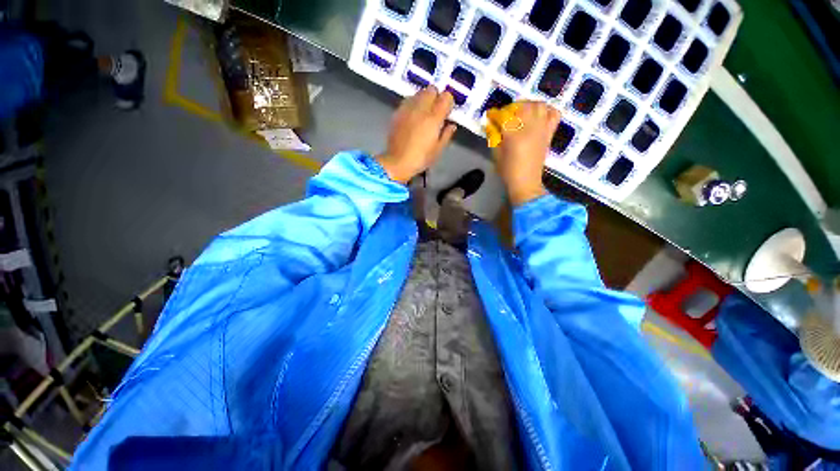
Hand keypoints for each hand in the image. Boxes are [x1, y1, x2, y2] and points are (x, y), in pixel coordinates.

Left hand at [377, 86, 456, 182]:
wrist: (397, 162)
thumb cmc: (420, 159)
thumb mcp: (438, 150)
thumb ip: (446, 135)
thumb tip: (451, 125)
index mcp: (434, 118)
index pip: (446, 97)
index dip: (449, 102)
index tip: (448, 110)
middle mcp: (421, 109)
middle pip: (431, 90)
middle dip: (436, 97)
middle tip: (437, 109)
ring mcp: (407, 109)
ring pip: (419, 93)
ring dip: (424, 98)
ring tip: (424, 111)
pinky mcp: (397, 113)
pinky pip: (408, 100)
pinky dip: (413, 103)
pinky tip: (413, 115)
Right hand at [488, 101, 560, 205]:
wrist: (526, 182)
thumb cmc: (508, 171)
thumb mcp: (496, 154)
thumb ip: (494, 137)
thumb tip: (493, 124)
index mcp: (514, 136)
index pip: (504, 116)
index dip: (495, 114)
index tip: (490, 116)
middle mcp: (530, 129)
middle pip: (522, 106)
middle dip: (511, 107)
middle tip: (505, 115)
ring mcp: (542, 130)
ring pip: (539, 105)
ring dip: (528, 105)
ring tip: (521, 112)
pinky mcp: (549, 133)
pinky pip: (554, 114)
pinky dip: (547, 110)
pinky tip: (538, 114)